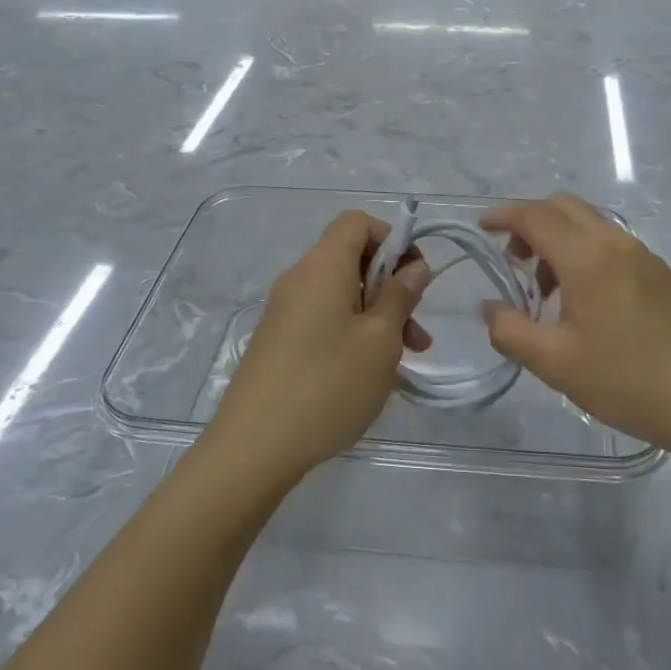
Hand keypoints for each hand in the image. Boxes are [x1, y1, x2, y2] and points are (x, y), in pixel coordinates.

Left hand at [207, 210, 431, 484]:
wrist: (253, 447)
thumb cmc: (328, 384)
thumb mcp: (380, 340)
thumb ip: (400, 296)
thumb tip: (414, 267)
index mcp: (322, 266)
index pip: (357, 222)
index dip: (392, 240)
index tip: (415, 279)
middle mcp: (299, 279)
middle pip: (351, 258)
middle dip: (391, 285)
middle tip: (417, 330)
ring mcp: (284, 311)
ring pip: (341, 294)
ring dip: (377, 315)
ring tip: (404, 359)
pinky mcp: (278, 340)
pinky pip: (323, 318)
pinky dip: (352, 332)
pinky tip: (369, 373)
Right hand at [480, 195, 670, 458]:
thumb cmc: (626, 381)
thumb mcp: (555, 363)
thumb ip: (510, 331)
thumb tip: (491, 307)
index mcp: (587, 257)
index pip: (535, 216)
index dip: (503, 216)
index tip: (482, 228)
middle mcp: (616, 243)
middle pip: (564, 207)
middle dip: (530, 222)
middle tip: (514, 260)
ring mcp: (644, 256)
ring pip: (590, 223)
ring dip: (559, 238)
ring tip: (548, 289)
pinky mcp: (662, 274)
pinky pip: (612, 243)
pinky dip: (585, 251)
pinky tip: (586, 300)